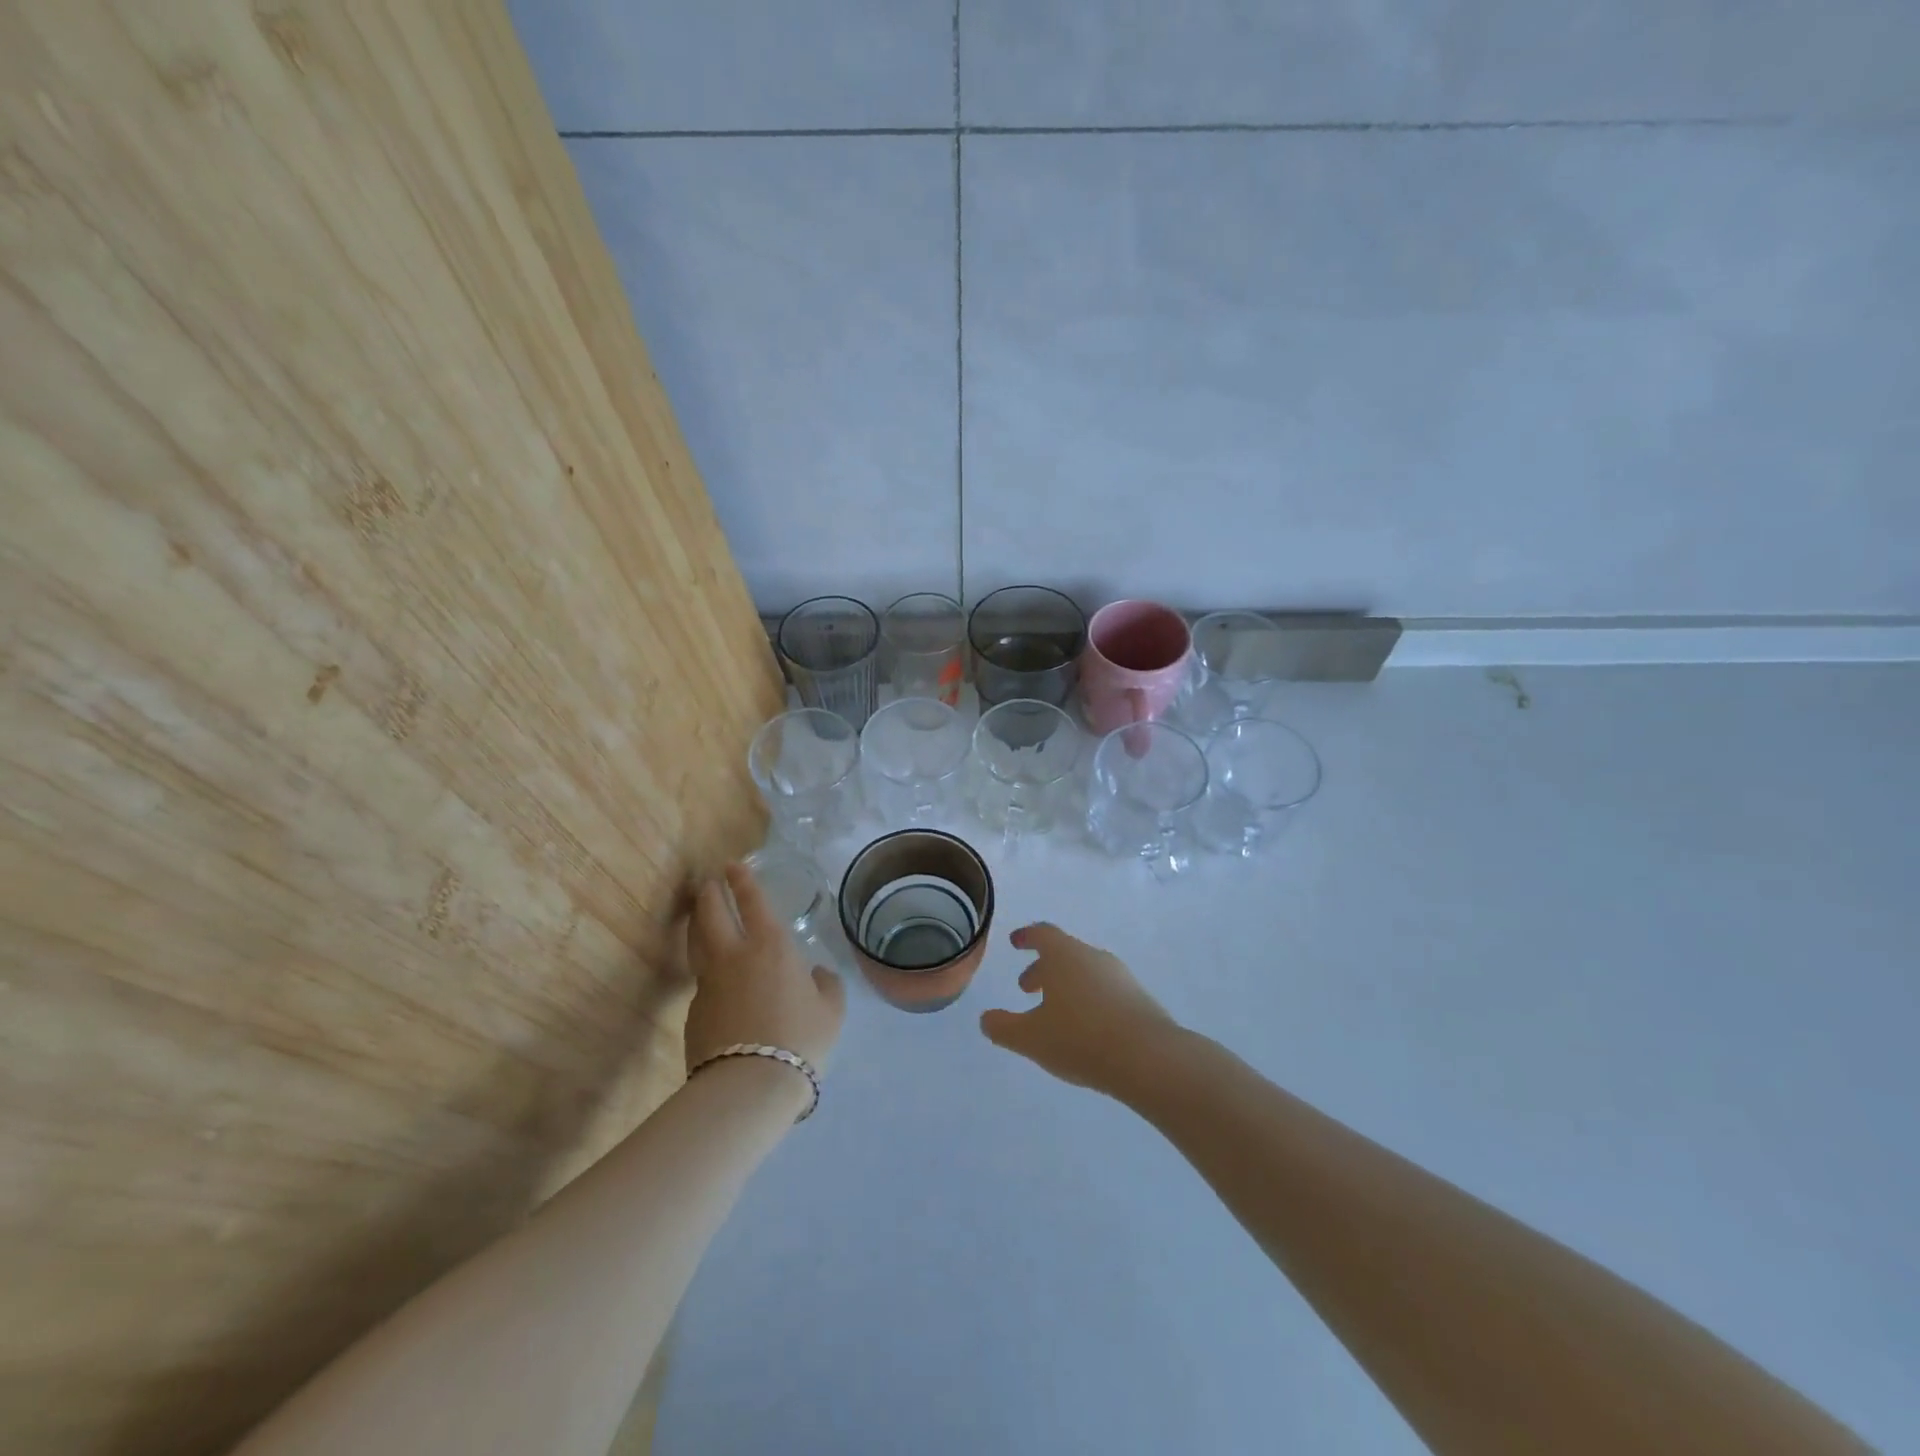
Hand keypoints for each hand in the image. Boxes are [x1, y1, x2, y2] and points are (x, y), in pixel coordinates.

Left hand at [684, 863, 844, 1075]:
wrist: (749, 1085)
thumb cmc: (800, 1039)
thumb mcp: (831, 1010)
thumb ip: (825, 985)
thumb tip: (816, 975)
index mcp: (771, 946)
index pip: (752, 901)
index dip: (742, 880)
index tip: (733, 865)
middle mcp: (734, 955)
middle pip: (711, 913)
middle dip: (710, 893)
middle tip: (710, 883)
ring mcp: (708, 982)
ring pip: (696, 942)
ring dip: (697, 922)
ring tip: (700, 914)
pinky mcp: (693, 1010)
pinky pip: (699, 979)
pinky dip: (705, 968)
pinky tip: (715, 978)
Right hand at [980, 923, 1176, 1093]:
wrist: (1149, 1058)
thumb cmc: (1080, 1039)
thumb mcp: (1031, 1038)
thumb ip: (1003, 1028)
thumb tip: (986, 1019)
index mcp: (1064, 956)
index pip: (1042, 934)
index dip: (1026, 937)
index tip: (1015, 942)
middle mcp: (1093, 957)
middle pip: (1064, 953)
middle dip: (1043, 968)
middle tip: (1027, 989)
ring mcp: (1120, 976)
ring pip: (1086, 972)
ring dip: (1066, 985)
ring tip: (1056, 1013)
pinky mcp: (1139, 999)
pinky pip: (1106, 990)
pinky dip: (1089, 1000)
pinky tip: (1086, 1029)